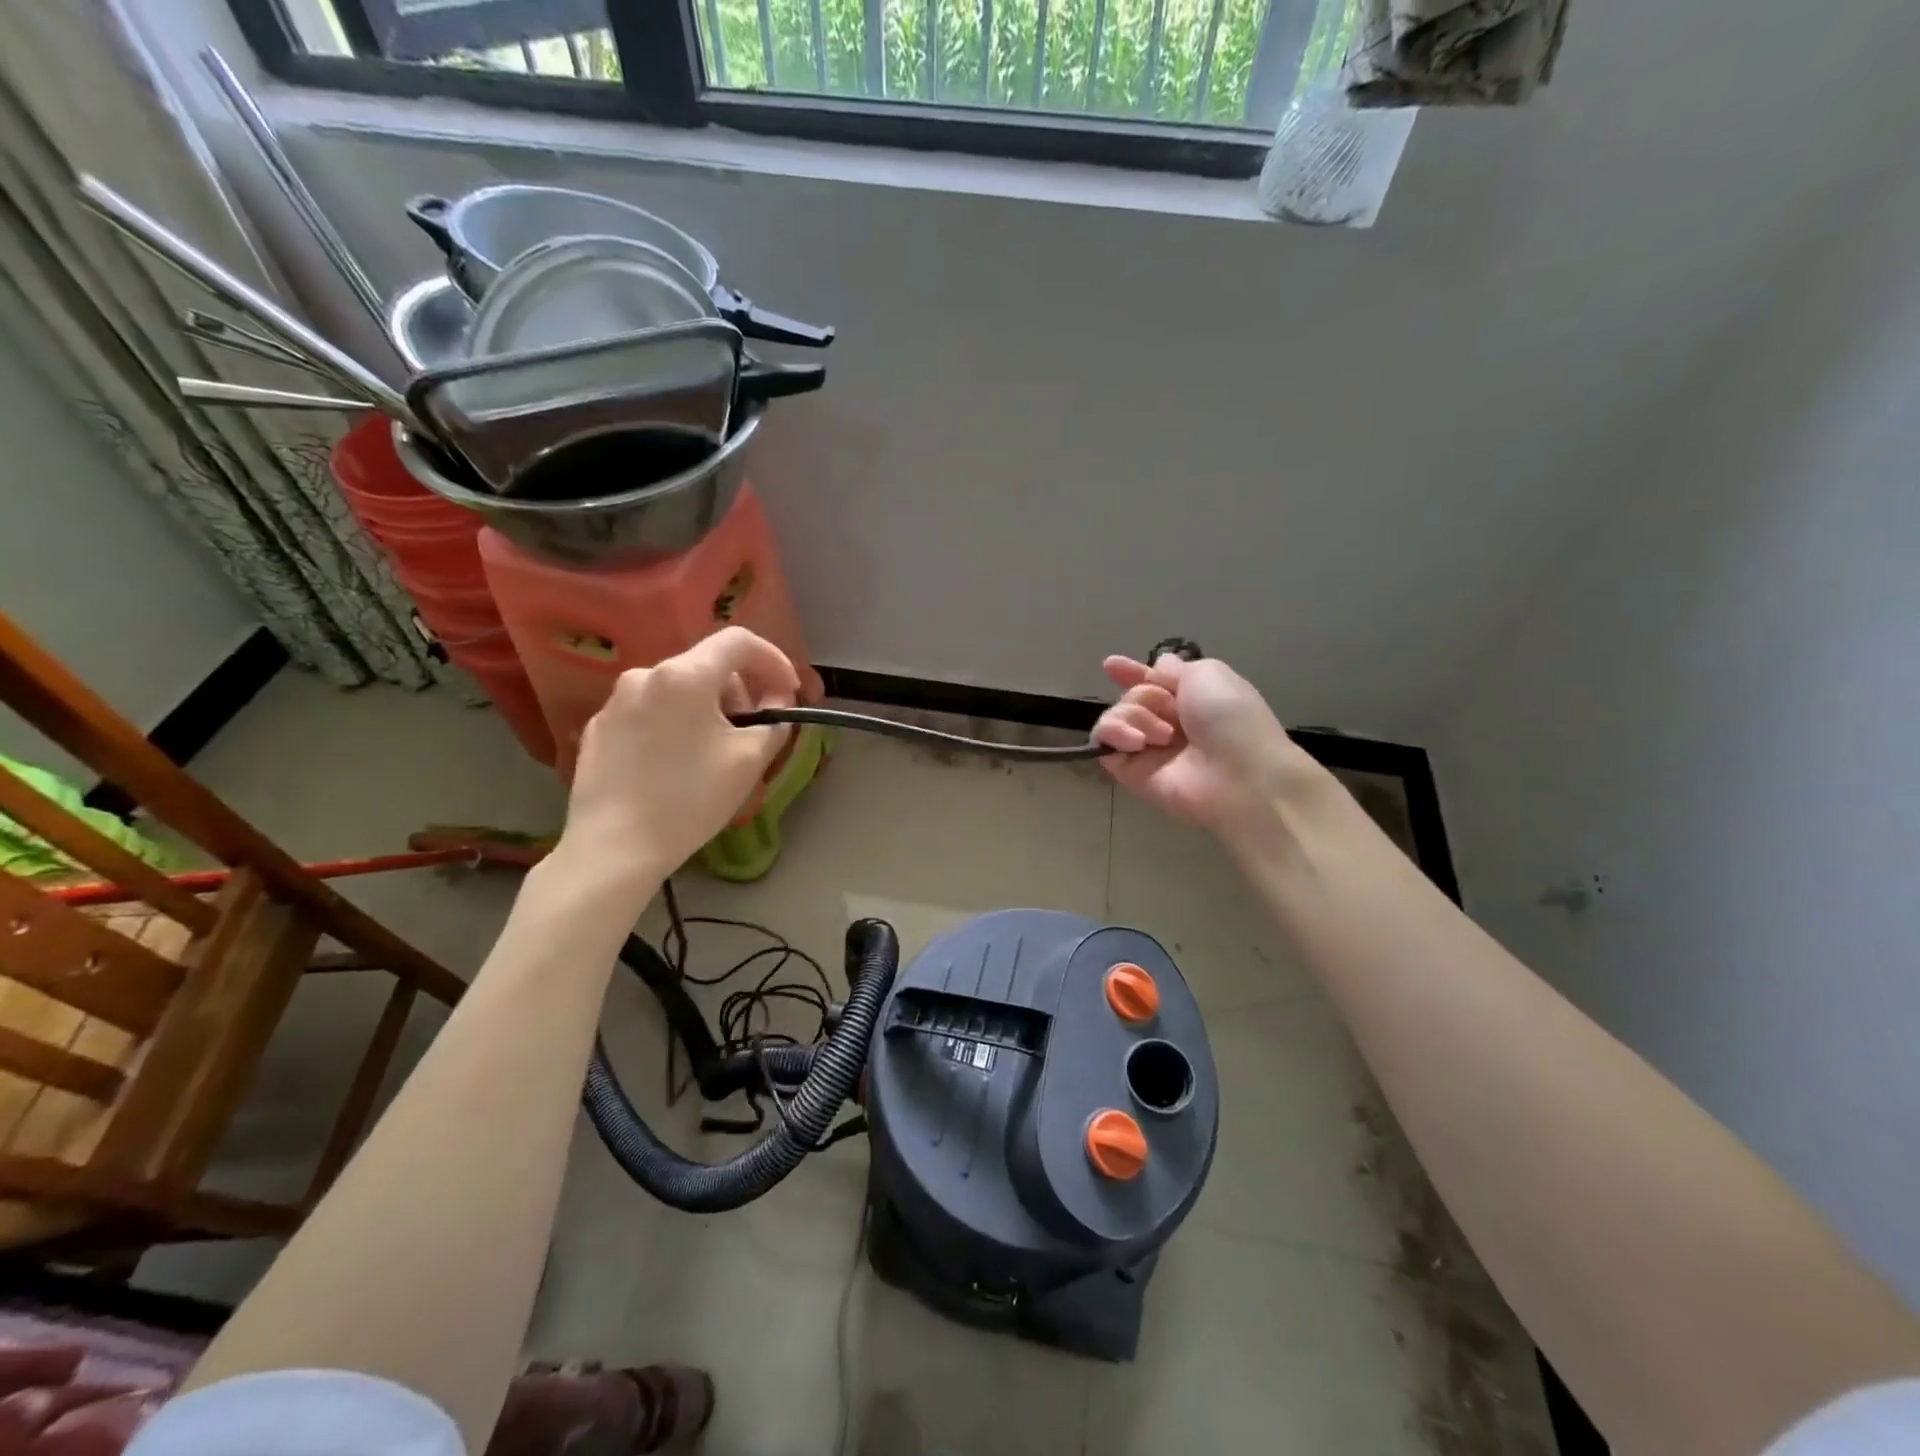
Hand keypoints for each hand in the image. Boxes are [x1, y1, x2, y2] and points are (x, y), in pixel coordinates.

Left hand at [556, 627, 799, 890]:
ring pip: (678, 689)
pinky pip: (650, 712)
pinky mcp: (598, 728)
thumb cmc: (690, 799)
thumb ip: (774, 719)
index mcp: (684, 675)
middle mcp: (645, 675)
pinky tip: (676, 764)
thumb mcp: (750, 759)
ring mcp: (615, 701)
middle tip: (753, 731)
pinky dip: (674, 724)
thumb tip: (776, 699)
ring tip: (715, 752)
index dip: (773, 660)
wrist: (614, 848)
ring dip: (707, 708)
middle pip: (707, 665)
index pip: (739, 641)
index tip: (787, 693)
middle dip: (740, 691)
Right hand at [1092, 652, 1327, 849]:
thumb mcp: (1207, 674)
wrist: (1238, 777)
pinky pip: (1103, 740)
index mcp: (1191, 698)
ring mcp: (1146, 748)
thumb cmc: (1229, 719)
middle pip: (1133, 694)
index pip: (1152, 682)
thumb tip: (1156, 667)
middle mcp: (1167, 722)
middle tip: (1171, 711)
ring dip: (1135, 715)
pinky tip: (1137, 742)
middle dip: (1145, 695)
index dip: (1132, 672)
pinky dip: (1114, 733)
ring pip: (1115, 714)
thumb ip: (1173, 669)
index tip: (1111, 665)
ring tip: (1163, 736)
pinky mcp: (1128, 770)